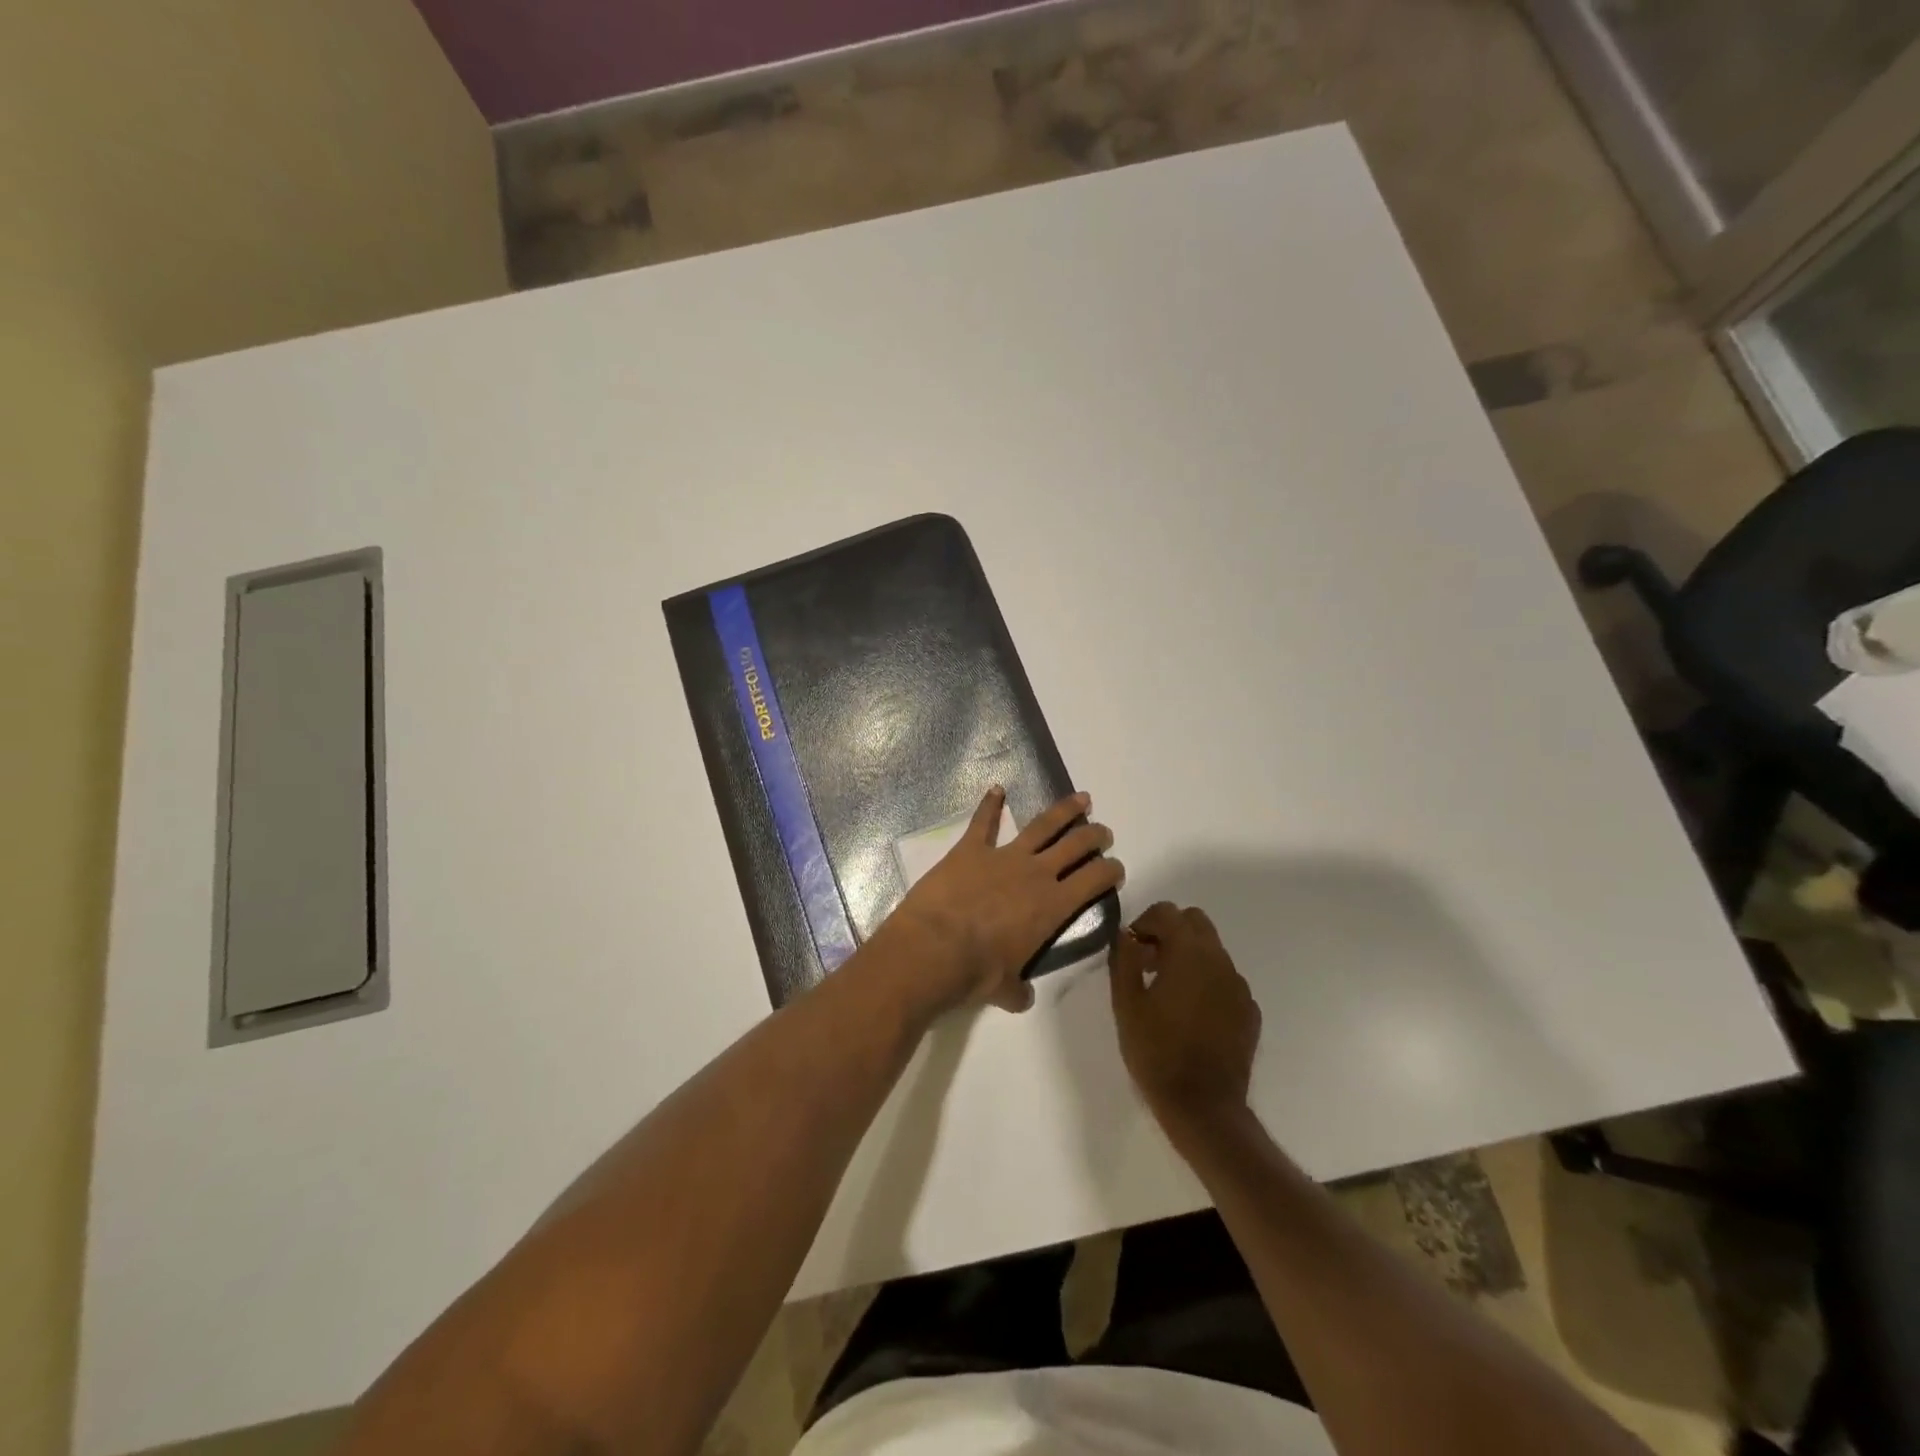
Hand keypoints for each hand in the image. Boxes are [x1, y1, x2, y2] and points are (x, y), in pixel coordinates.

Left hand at [884, 786, 1122, 1013]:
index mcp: (1052, 907)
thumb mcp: (1005, 989)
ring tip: (1081, 799)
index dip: (1110, 871)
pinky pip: (983, 822)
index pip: (1094, 881)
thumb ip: (1018, 990)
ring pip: (1042, 825)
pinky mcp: (969, 849)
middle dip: (1094, 836)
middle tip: (1103, 832)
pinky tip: (996, 789)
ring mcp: (1003, 856)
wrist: (933, 948)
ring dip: (1064, 811)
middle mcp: (1035, 874)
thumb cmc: (975, 972)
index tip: (1116, 868)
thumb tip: (1021, 996)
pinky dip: (990, 804)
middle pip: (1075, 845)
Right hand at [1110, 902, 1260, 1135]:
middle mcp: (1220, 960)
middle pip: (1195, 923)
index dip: (1145, 923)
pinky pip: (1225, 980)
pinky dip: (1207, 983)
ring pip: (1212, 951)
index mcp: (1189, 953)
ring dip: (1188, 957)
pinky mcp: (1250, 1011)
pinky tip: (1191, 1015)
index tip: (1131, 950)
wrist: (1203, 1107)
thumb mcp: (1126, 1003)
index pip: (1168, 912)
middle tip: (1148, 964)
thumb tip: (1126, 934)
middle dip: (1169, 933)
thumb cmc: (1156, 1051)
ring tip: (1167, 992)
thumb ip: (1124, 959)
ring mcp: (1240, 986)